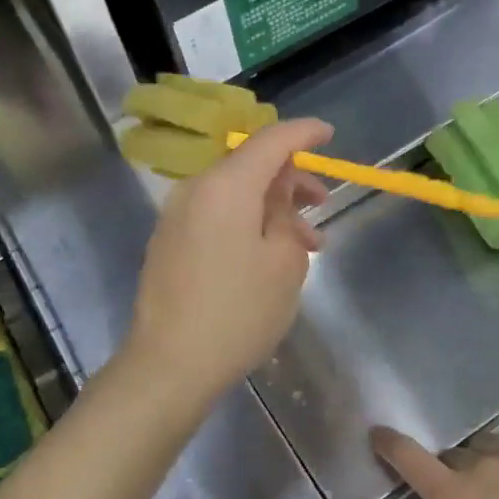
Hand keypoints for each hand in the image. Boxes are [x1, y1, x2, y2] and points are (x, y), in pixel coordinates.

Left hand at [125, 119, 332, 411]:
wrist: (170, 365)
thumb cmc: (237, 311)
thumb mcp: (283, 262)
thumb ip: (286, 213)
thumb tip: (278, 193)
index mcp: (225, 185)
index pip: (270, 140)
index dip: (303, 133)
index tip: (329, 133)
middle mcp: (195, 190)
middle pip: (250, 167)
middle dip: (291, 181)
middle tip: (323, 205)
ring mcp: (176, 217)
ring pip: (234, 195)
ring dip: (272, 209)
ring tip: (305, 245)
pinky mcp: (169, 243)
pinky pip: (216, 216)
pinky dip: (247, 223)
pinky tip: (269, 256)